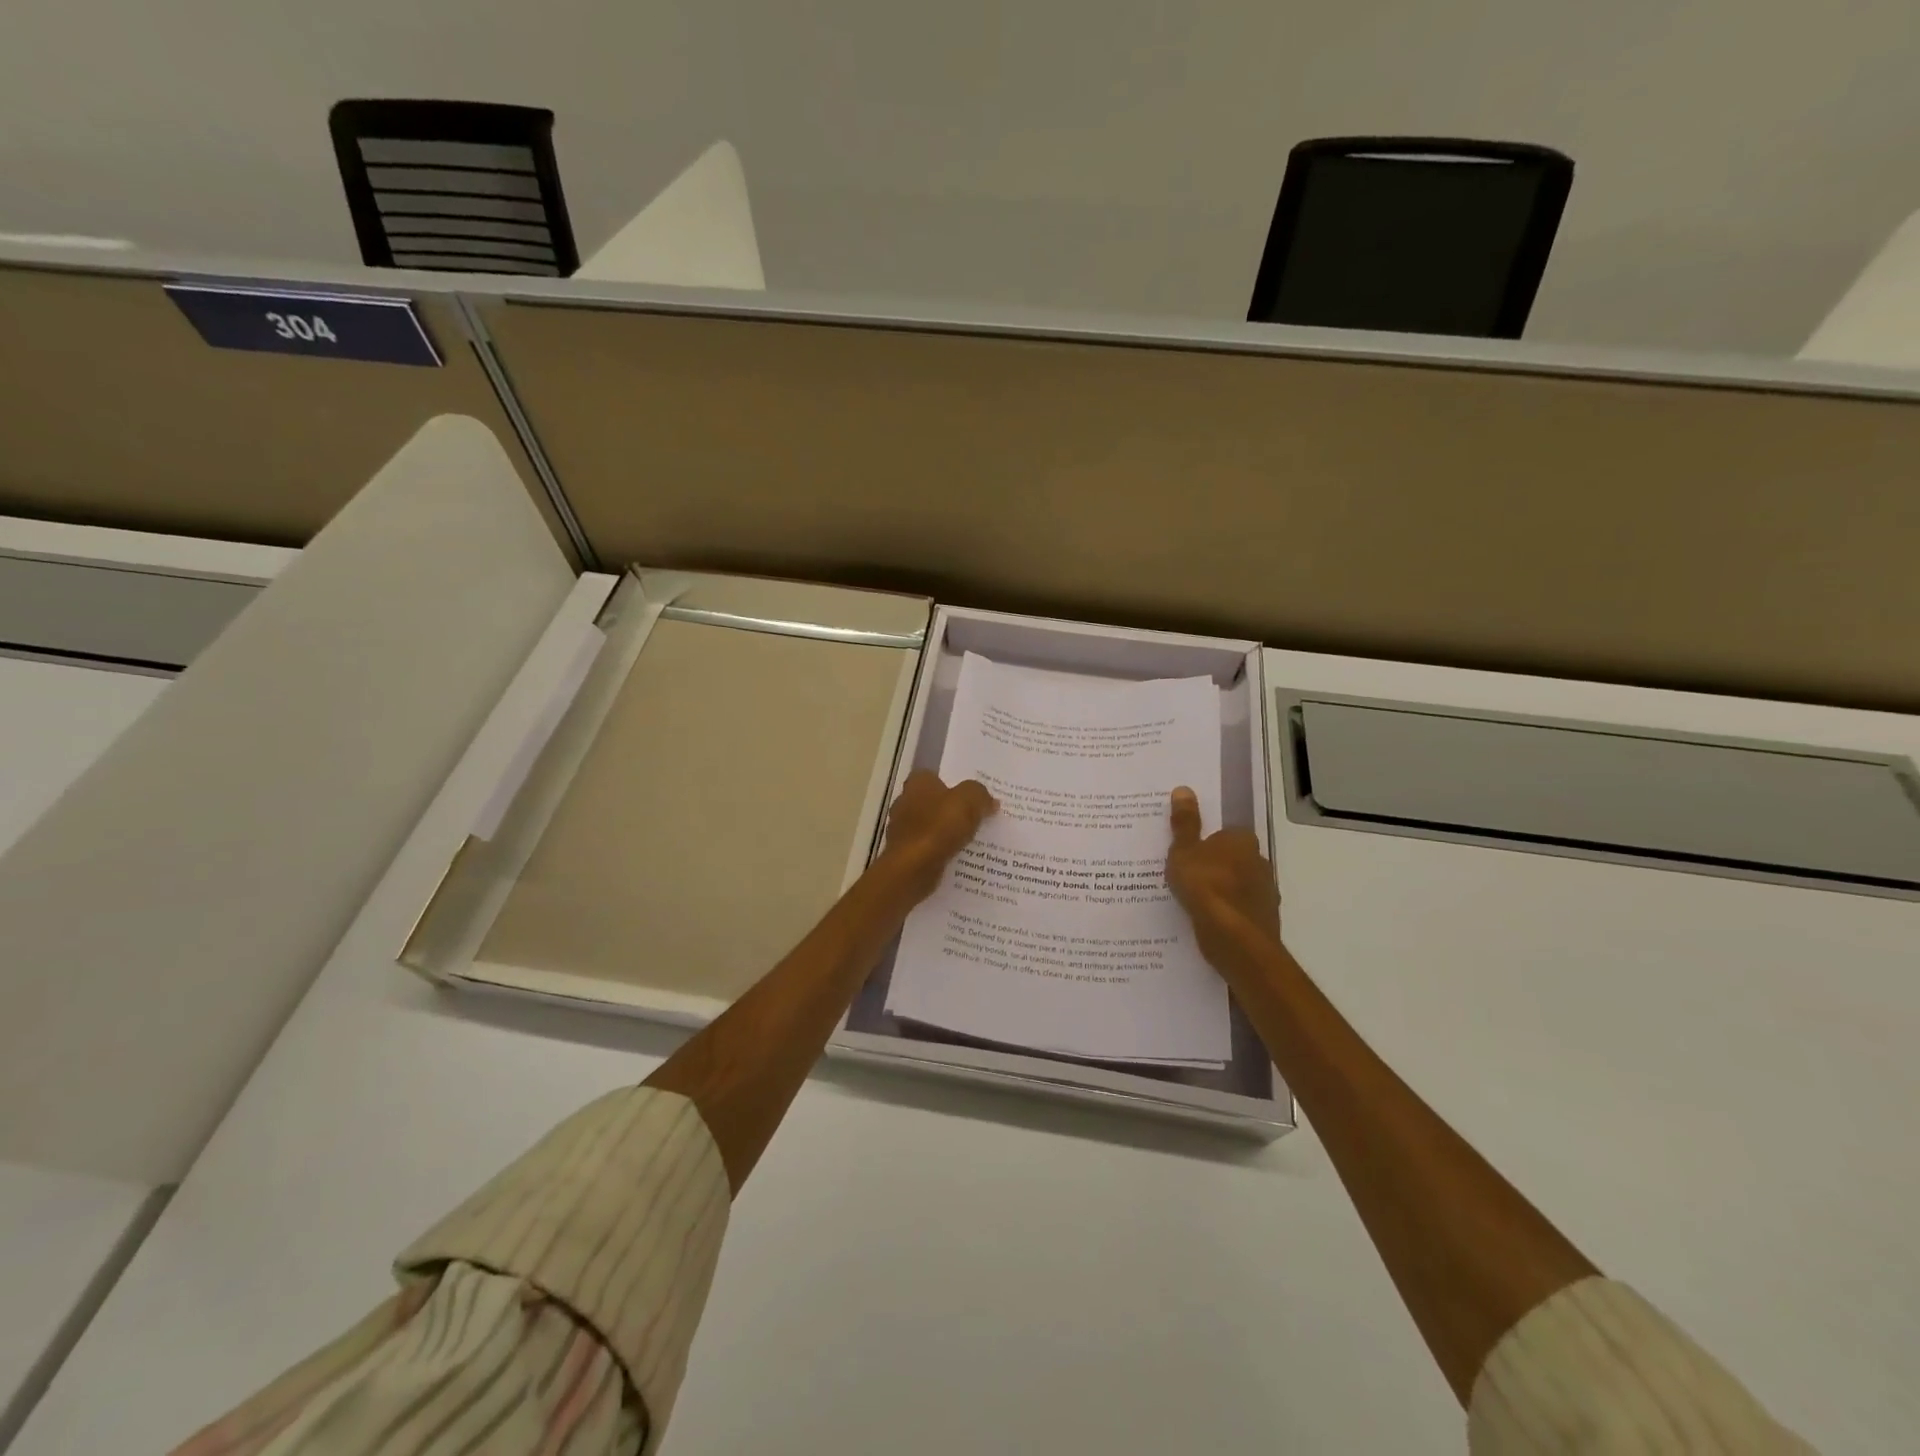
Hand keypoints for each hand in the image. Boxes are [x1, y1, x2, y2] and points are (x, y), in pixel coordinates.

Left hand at [875, 772, 998, 904]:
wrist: (913, 868)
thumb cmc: (938, 827)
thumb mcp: (969, 801)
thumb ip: (980, 795)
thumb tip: (990, 801)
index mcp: (918, 783)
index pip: (935, 776)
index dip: (954, 783)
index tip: (973, 794)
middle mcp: (905, 802)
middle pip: (934, 801)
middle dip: (952, 808)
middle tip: (979, 815)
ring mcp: (903, 829)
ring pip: (932, 825)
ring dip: (947, 831)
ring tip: (974, 838)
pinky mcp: (905, 852)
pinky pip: (929, 847)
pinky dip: (941, 850)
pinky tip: (959, 856)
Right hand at [1165, 786, 1280, 964]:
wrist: (1233, 937)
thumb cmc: (1205, 885)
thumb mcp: (1183, 851)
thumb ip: (1184, 823)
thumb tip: (1184, 789)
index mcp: (1242, 840)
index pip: (1226, 834)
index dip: (1207, 843)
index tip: (1188, 854)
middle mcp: (1259, 862)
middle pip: (1234, 859)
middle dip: (1216, 866)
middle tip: (1188, 876)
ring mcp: (1265, 892)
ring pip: (1239, 886)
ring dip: (1222, 891)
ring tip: (1194, 902)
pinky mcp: (1264, 919)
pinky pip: (1240, 910)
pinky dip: (1228, 913)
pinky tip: (1208, 921)